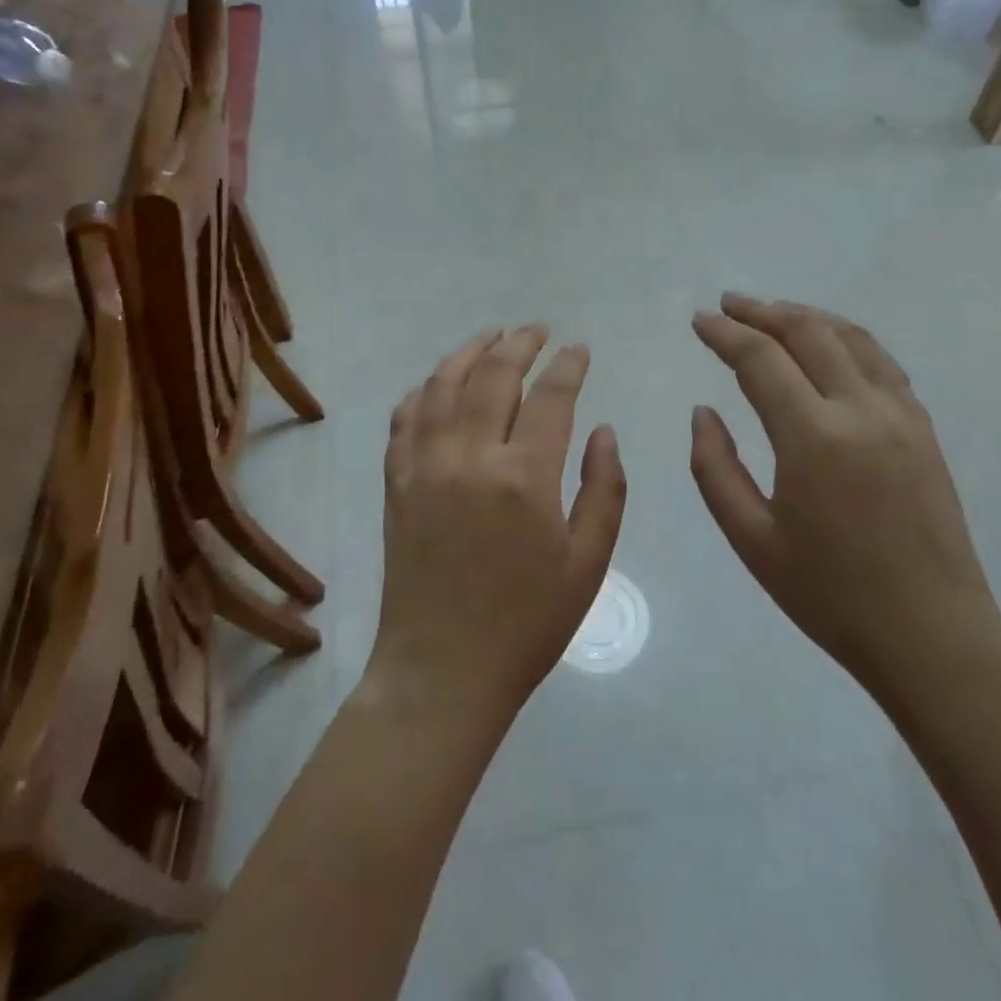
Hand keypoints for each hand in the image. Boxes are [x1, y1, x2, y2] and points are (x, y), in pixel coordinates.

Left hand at [370, 326, 626, 722]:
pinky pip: (405, 418)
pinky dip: (423, 390)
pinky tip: (438, 384)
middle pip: (493, 376)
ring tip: (490, 337)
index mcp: (524, 477)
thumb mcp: (587, 564)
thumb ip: (603, 489)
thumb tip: (603, 430)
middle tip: (537, 330)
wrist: (442, 671)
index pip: (550, 397)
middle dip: (519, 344)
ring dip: (468, 353)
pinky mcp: (396, 482)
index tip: (579, 349)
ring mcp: (424, 466)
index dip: (568, 365)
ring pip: (442, 385)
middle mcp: (469, 457)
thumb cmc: (526, 623)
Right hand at [689, 295, 1000, 700]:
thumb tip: (703, 412)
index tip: (699, 321)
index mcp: (813, 437)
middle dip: (762, 312)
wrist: (932, 635)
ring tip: (771, 312)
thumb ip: (715, 468)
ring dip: (805, 316)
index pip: (761, 359)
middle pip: (808, 332)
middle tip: (728, 304)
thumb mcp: (751, 539)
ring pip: (850, 338)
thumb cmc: (830, 594)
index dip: (725, 334)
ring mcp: (900, 415)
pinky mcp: (923, 428)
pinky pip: (880, 362)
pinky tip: (828, 345)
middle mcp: (860, 409)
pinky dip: (845, 338)